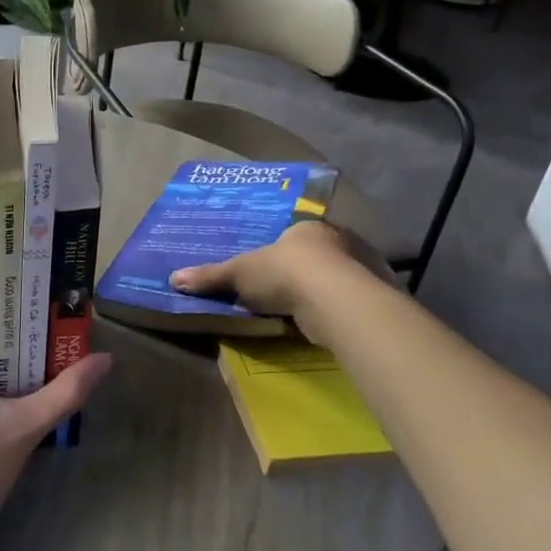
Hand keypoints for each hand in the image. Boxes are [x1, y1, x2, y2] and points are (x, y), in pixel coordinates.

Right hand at [168, 220, 378, 335]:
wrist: (334, 299)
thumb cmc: (285, 273)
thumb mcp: (239, 273)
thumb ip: (211, 276)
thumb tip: (174, 279)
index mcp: (309, 227)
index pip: (296, 234)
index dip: (285, 250)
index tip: (275, 268)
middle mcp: (342, 240)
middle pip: (321, 254)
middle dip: (310, 269)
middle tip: (290, 290)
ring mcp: (364, 268)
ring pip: (342, 277)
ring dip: (329, 290)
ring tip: (311, 311)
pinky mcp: (377, 296)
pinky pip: (354, 300)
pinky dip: (343, 310)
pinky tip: (331, 323)